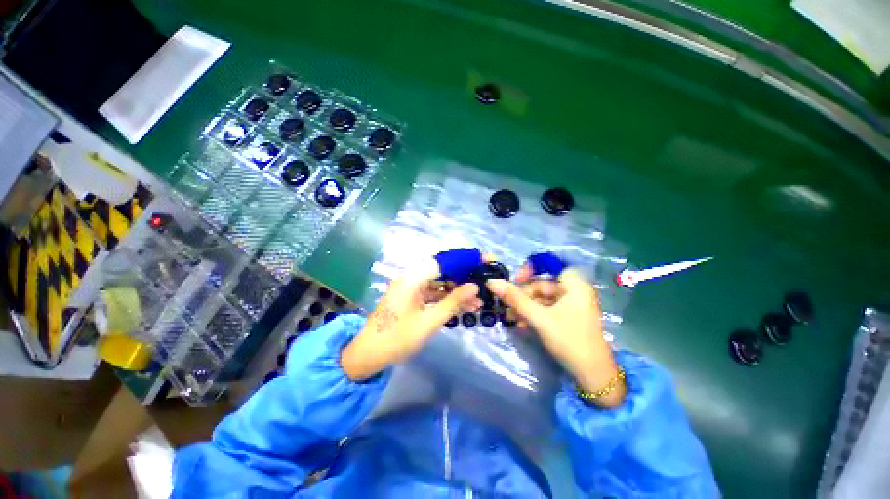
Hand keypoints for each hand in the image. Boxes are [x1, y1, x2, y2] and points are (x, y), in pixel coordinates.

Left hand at [341, 259, 480, 380]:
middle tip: (484, 280)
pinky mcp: (412, 296)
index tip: (484, 260)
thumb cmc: (397, 338)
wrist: (368, 355)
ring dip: (458, 289)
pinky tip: (464, 306)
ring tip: (479, 300)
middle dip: (464, 274)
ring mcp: (411, 287)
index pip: (444, 259)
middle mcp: (412, 276)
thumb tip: (475, 286)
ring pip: (440, 281)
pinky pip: (433, 292)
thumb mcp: (429, 321)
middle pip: (443, 268)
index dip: (465, 258)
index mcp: (413, 277)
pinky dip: (447, 298)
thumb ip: (453, 302)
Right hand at [487, 268, 625, 406]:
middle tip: (507, 305)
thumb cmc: (569, 340)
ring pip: (542, 299)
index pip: (549, 265)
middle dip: (523, 295)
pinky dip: (533, 315)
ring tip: (510, 318)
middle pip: (543, 285)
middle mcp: (574, 292)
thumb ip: (515, 299)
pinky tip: (520, 324)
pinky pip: (546, 310)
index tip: (515, 280)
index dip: (530, 269)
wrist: (593, 376)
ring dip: (525, 307)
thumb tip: (491, 282)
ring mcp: (571, 306)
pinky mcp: (567, 318)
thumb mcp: (539, 317)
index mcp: (574, 285)